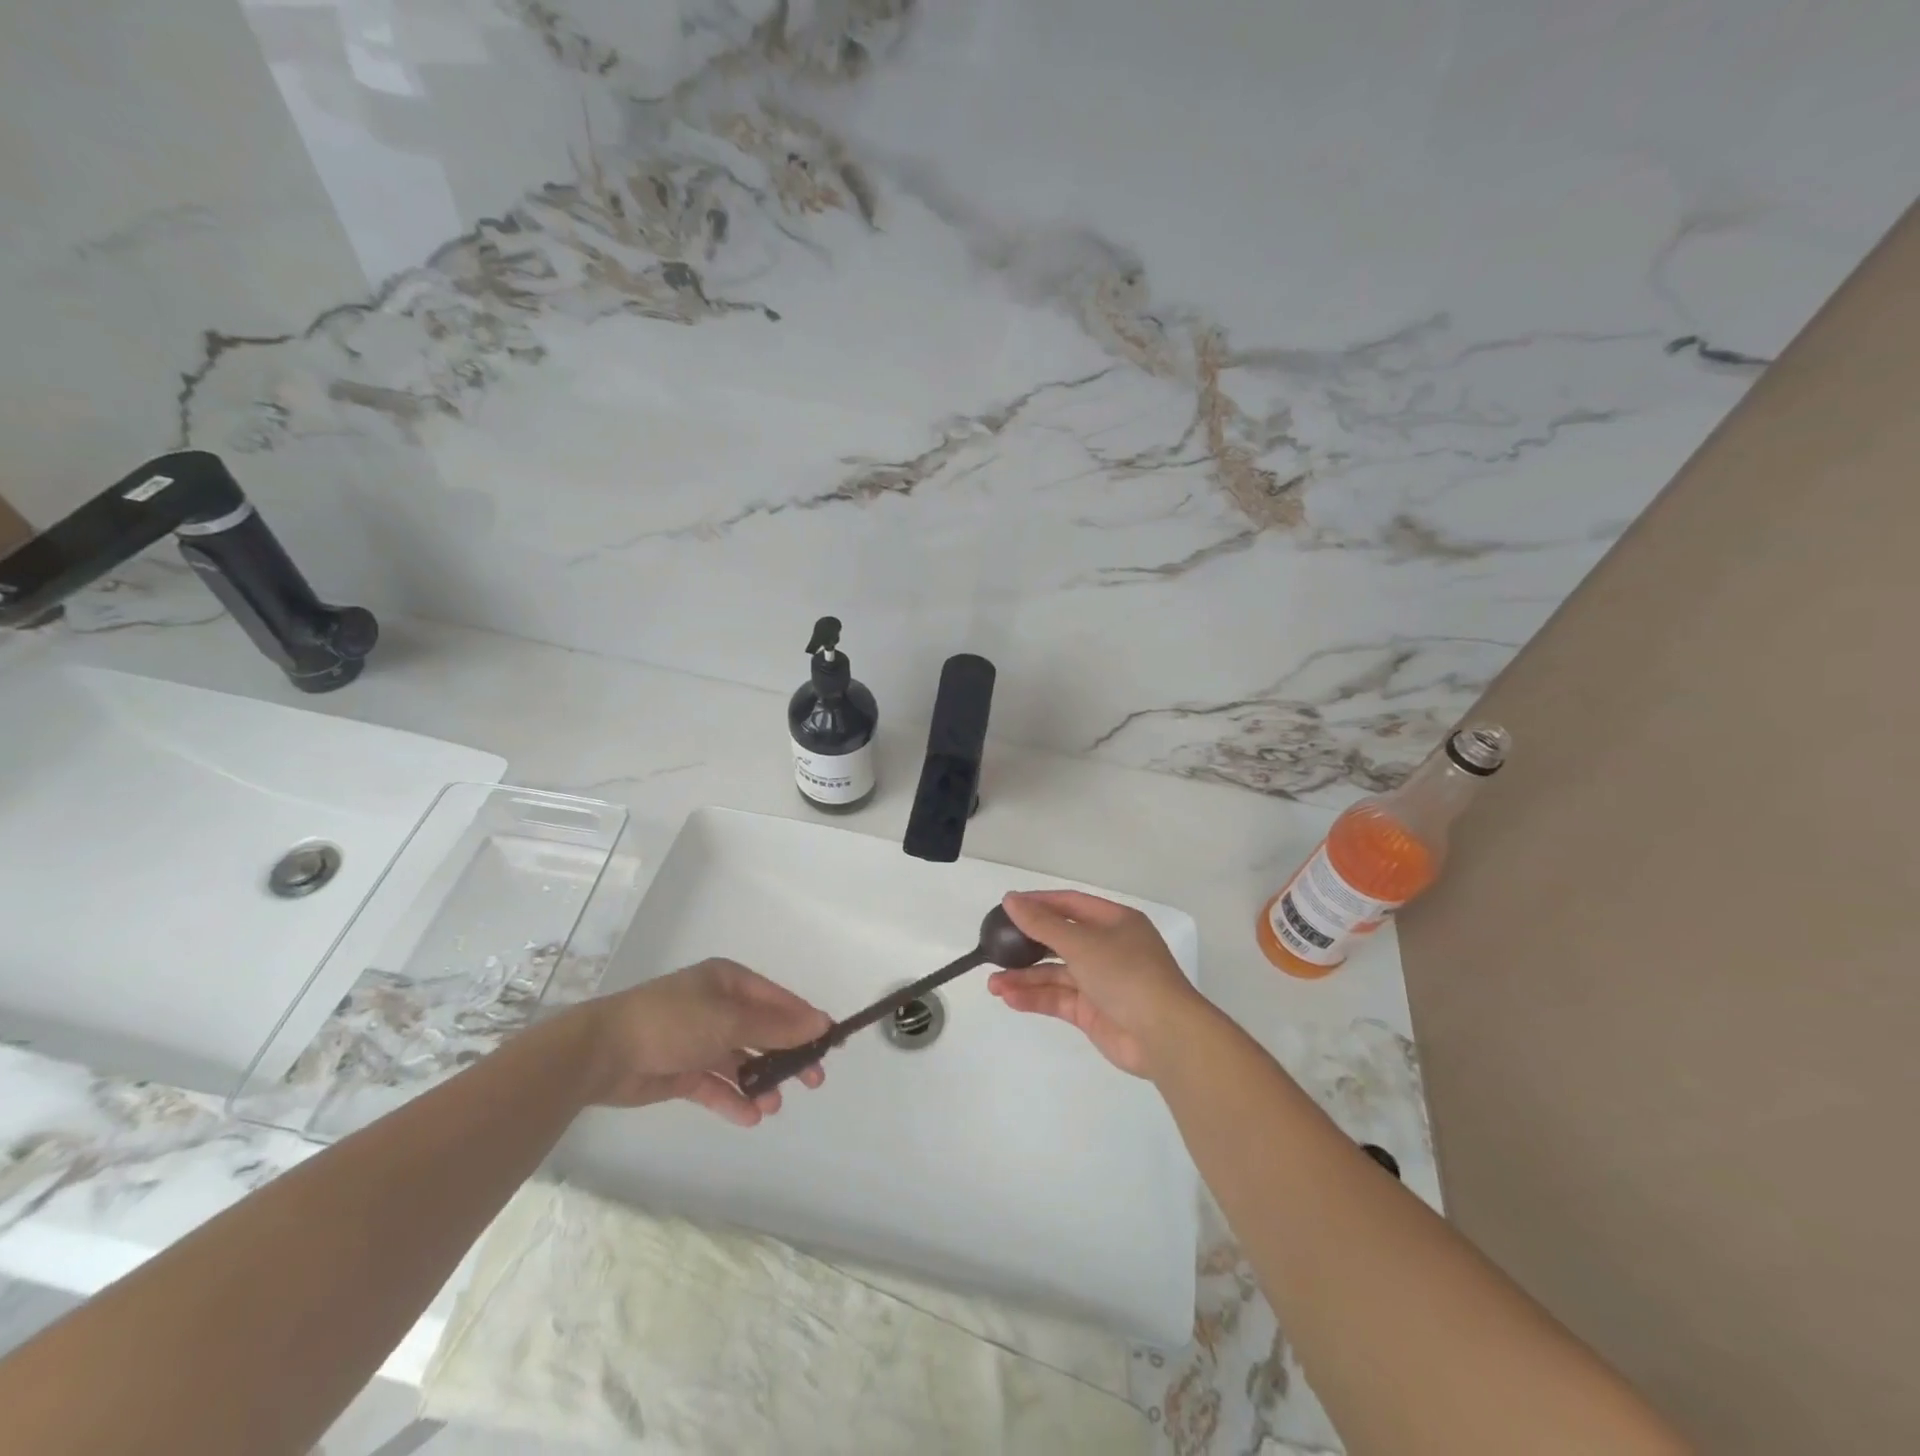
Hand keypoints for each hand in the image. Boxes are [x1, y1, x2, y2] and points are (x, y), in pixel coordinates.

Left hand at [561, 959, 831, 1125]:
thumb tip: (822, 1024)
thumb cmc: (673, 1022)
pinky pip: (717, 1084)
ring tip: (775, 1105)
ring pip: (741, 1061)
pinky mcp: (682, 1070)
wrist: (603, 1052)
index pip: (778, 1000)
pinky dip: (733, 1099)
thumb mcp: (730, 1021)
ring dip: (760, 1082)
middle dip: (786, 1056)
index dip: (804, 1021)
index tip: (829, 1044)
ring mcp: (699, 1038)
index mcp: (729, 982)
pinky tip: (751, 1116)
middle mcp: (717, 1006)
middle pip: (763, 1031)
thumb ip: (776, 1028)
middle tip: (812, 1081)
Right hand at [987, 890, 1206, 1077]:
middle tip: (995, 948)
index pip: (1070, 905)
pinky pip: (1059, 999)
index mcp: (1115, 922)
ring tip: (993, 984)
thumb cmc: (1127, 974)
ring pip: (1056, 974)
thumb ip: (1043, 924)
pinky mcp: (1094, 1012)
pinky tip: (1011, 999)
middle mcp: (1108, 948)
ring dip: (1025, 977)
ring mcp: (1101, 981)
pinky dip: (1036, 998)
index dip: (1039, 904)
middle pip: (1060, 940)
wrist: (1165, 1036)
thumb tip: (1011, 899)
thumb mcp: (1082, 943)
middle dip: (1027, 946)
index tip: (1007, 907)